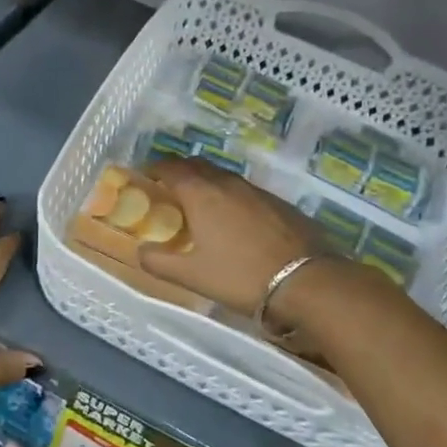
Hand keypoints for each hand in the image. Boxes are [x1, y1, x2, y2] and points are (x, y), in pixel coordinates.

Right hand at [137, 158, 350, 314]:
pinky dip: (230, 196)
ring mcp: (256, 190)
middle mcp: (227, 183)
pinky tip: (234, 219)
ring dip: (206, 182)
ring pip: (223, 176)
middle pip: (197, 165)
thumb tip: (139, 251)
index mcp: (201, 194)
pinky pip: (244, 190)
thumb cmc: (240, 276)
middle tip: (168, 189)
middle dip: (179, 171)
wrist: (306, 280)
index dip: (154, 168)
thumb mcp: (192, 276)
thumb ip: (159, 262)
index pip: (171, 168)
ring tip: (199, 204)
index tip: (144, 176)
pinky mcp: (278, 202)